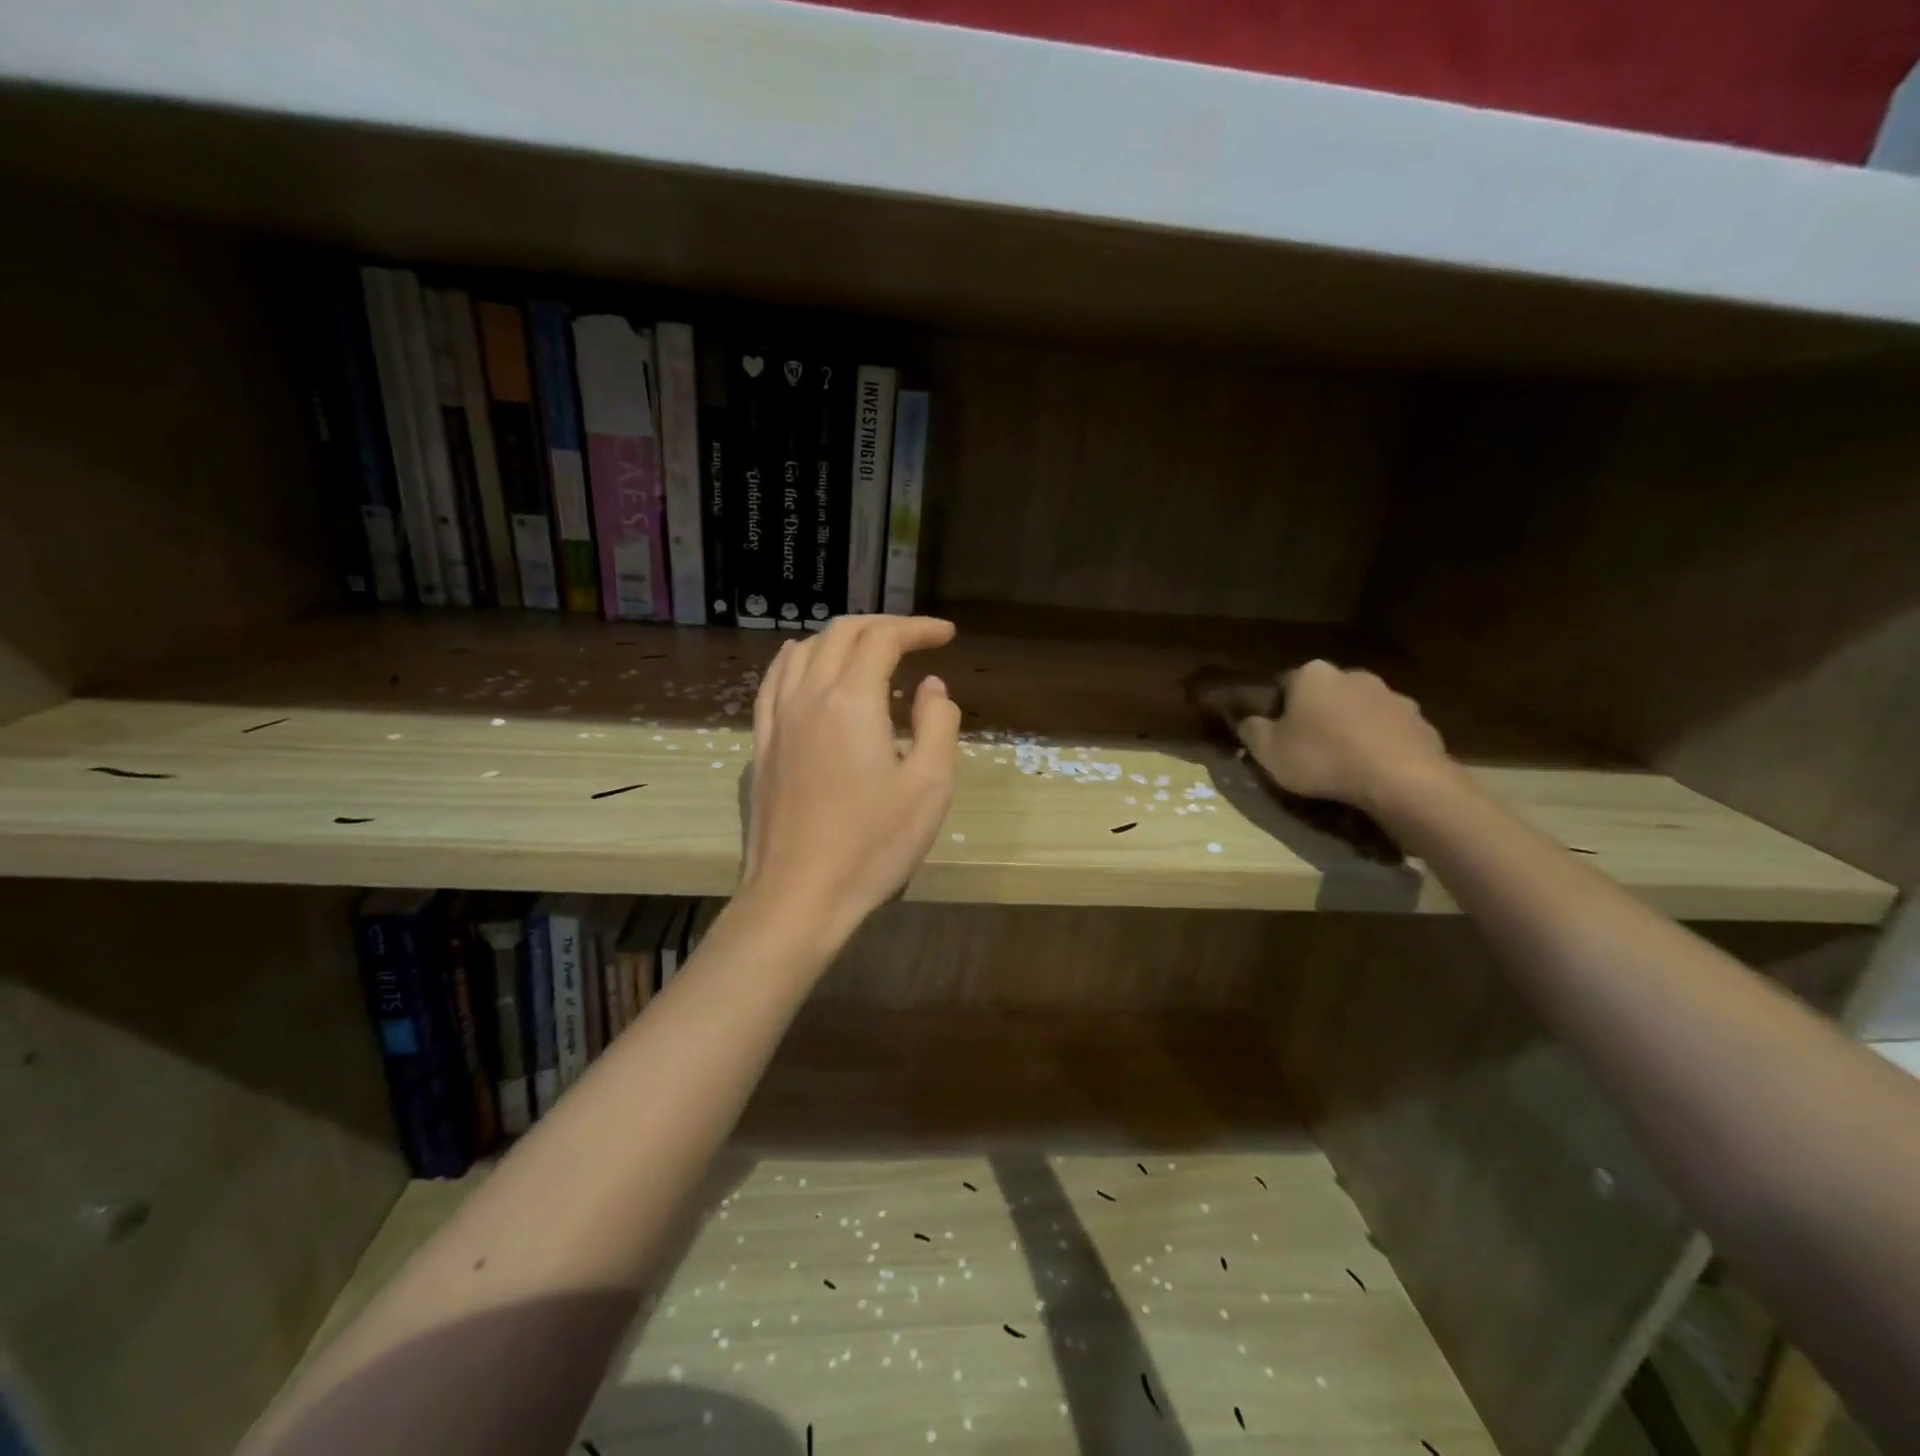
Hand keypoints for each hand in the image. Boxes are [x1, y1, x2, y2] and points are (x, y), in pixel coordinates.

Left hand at [742, 616, 960, 942]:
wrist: (799, 896)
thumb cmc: (872, 845)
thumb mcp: (929, 786)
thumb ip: (937, 724)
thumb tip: (931, 686)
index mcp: (852, 701)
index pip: (883, 640)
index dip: (917, 628)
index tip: (946, 636)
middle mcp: (809, 696)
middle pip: (841, 634)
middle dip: (882, 627)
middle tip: (915, 639)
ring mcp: (778, 720)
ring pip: (804, 651)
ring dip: (840, 638)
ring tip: (868, 650)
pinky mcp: (762, 745)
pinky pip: (774, 682)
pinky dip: (798, 660)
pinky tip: (806, 665)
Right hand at [1237, 659, 1454, 815]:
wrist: (1400, 779)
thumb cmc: (1322, 758)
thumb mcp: (1268, 751)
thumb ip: (1251, 732)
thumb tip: (1247, 723)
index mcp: (1312, 675)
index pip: (1284, 685)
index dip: (1277, 711)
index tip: (1276, 737)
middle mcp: (1353, 675)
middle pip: (1325, 695)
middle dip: (1317, 716)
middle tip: (1308, 750)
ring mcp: (1392, 696)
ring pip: (1360, 712)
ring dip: (1350, 730)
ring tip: (1343, 764)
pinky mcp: (1420, 722)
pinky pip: (1389, 732)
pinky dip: (1379, 746)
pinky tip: (1373, 771)